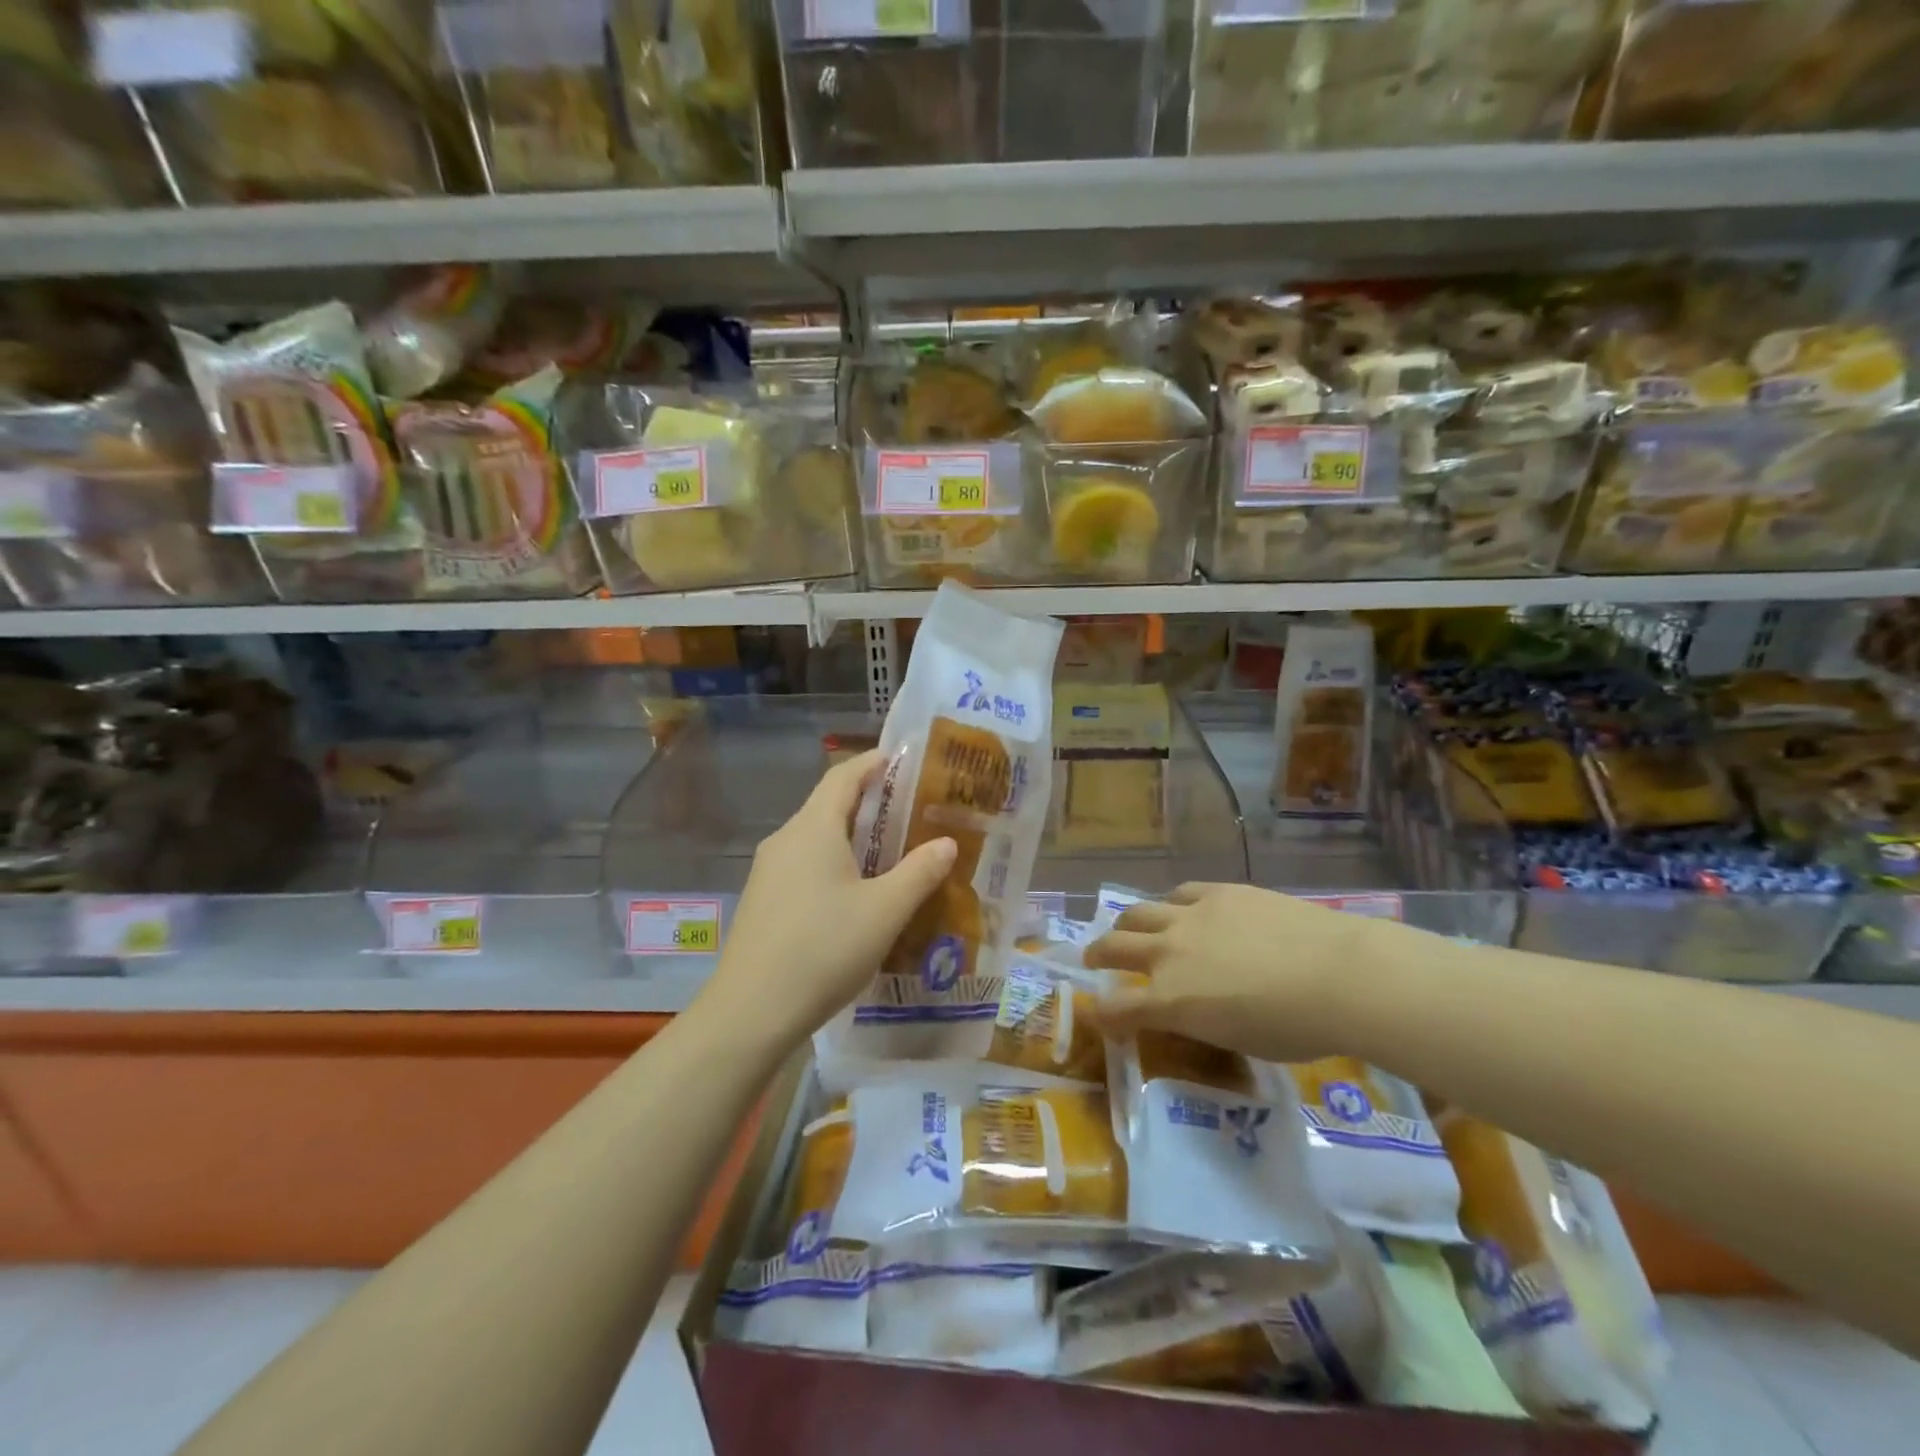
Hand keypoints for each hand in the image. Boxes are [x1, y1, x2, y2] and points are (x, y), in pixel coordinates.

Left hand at [697, 749, 955, 1048]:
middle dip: (869, 801)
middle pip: (828, 805)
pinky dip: (834, 862)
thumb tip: (946, 843)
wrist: (751, 1011)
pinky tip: (856, 892)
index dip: (873, 763)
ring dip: (852, 836)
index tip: (903, 759)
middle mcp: (786, 840)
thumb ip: (919, 872)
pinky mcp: (763, 900)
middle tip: (911, 809)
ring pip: (816, 838)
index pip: (843, 776)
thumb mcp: (885, 911)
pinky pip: (804, 864)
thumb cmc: (823, 950)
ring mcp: (769, 871)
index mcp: (813, 829)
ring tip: (891, 849)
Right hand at [1085, 883, 1388, 1062]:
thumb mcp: (1237, 1041)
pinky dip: (1171, 905)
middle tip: (1094, 959)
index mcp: (1170, 1002)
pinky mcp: (1217, 892)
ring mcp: (1189, 917)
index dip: (1102, 1015)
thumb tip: (1191, 1009)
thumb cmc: (1296, 1028)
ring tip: (1129, 928)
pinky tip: (1179, 909)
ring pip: (1137, 912)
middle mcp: (1168, 954)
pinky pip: (1179, 894)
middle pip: (1113, 947)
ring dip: (1126, 924)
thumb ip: (1200, 1022)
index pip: (1116, 1009)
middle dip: (1096, 955)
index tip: (1102, 1016)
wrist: (1339, 975)